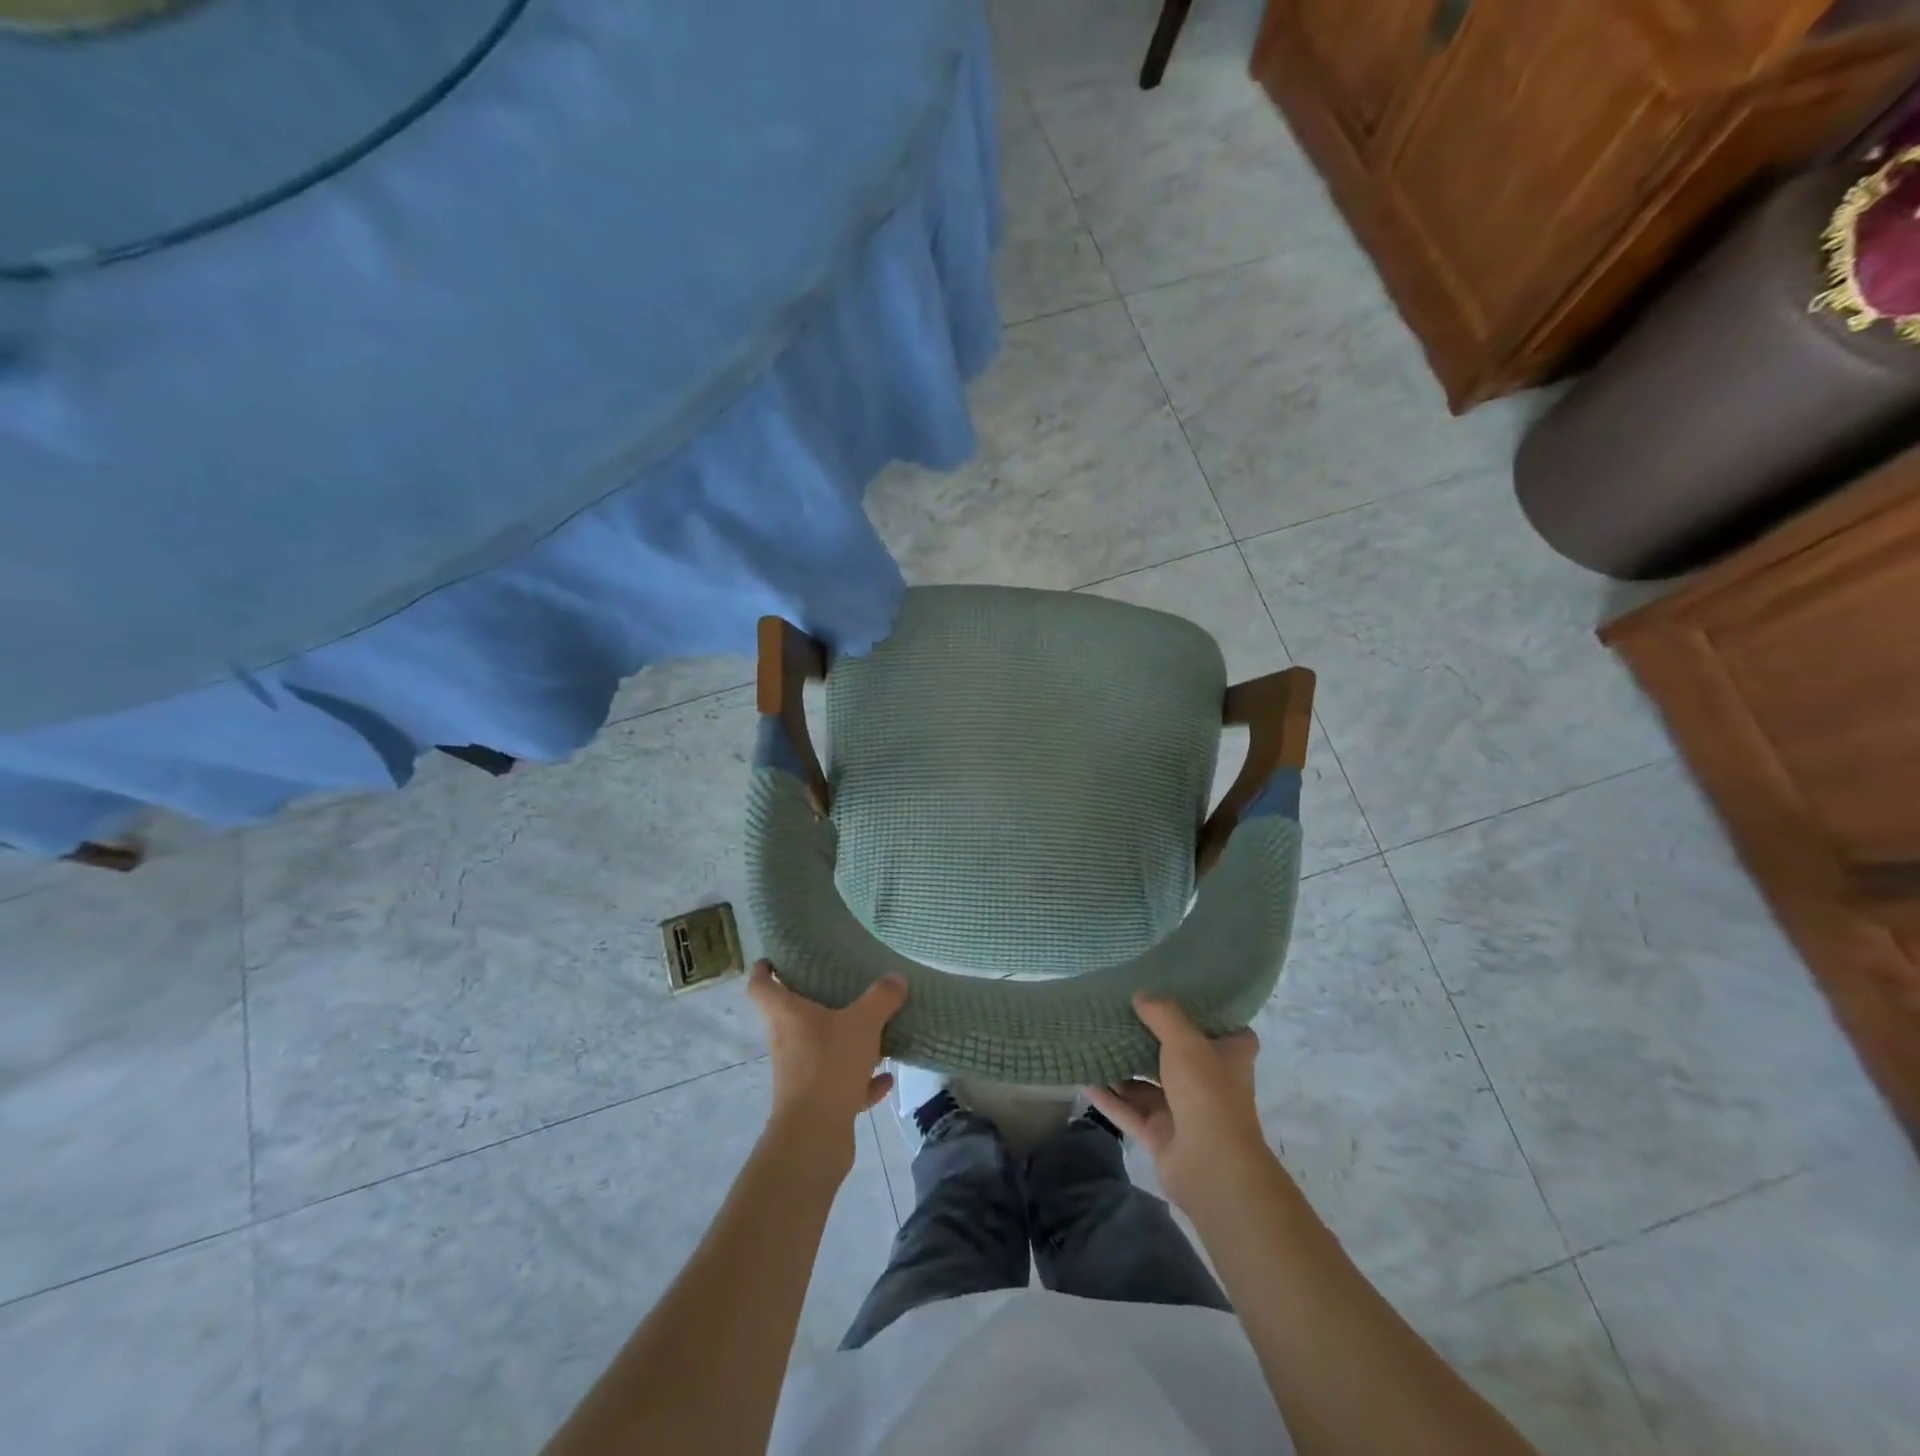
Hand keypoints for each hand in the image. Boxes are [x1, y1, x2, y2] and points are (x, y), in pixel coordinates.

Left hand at [747, 961, 905, 1168]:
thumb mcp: (863, 1022)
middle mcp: (786, 1041)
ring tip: (872, 1034)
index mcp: (786, 1014)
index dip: (763, 969)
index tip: (773, 958)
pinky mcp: (816, 1103)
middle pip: (791, 1017)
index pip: (761, 985)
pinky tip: (885, 1079)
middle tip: (839, 987)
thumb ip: (881, 997)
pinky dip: (860, 1082)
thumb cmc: (829, 1063)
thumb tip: (895, 977)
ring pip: (819, 1051)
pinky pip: (840, 1084)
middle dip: (813, 1003)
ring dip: (843, 1044)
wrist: (815, 1134)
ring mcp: (799, 1074)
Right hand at [1086, 993, 1268, 1212]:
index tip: (1184, 997)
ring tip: (1097, 1043)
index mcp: (1229, 1059)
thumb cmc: (1208, 1093)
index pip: (1229, 1033)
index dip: (1210, 1017)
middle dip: (1152, 1040)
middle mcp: (1210, 1084)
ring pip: (1151, 1086)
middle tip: (1123, 1014)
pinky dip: (1110, 1099)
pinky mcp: (1162, 1136)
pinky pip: (1131, 1112)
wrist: (1211, 1167)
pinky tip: (1085, 1082)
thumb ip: (1162, 1015)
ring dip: (1126, 1070)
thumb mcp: (1186, 1042)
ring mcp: (1185, 1112)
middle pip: (1181, 1056)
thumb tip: (1141, 995)